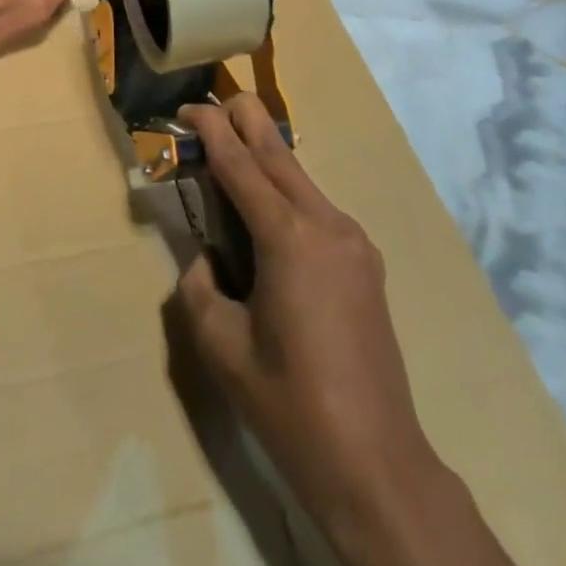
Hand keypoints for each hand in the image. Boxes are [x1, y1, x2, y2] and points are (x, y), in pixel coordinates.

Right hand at [176, 95, 435, 565]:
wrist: (377, 462)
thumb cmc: (290, 406)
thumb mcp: (222, 346)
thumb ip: (201, 287)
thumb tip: (207, 259)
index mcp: (289, 239)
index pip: (241, 165)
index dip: (211, 131)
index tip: (188, 107)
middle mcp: (327, 225)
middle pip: (279, 153)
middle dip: (244, 120)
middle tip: (212, 103)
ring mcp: (354, 241)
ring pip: (299, 179)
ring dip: (263, 159)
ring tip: (228, 156)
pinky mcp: (365, 261)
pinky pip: (316, 209)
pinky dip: (285, 193)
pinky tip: (264, 212)